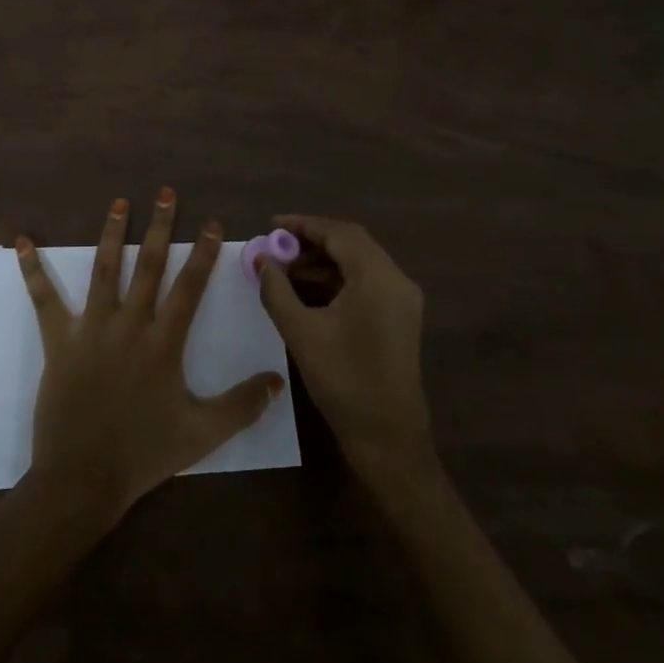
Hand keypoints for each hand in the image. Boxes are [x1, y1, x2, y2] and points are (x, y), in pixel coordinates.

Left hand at [17, 190, 285, 525]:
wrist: (83, 478)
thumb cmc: (144, 454)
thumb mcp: (202, 433)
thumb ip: (242, 405)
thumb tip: (278, 380)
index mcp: (163, 343)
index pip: (190, 288)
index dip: (204, 254)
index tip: (212, 223)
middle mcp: (129, 325)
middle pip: (149, 266)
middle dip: (161, 227)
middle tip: (166, 193)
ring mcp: (91, 329)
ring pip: (104, 270)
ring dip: (112, 233)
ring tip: (119, 202)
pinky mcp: (59, 341)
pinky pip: (44, 300)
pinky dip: (33, 270)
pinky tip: (22, 242)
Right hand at [255, 215, 432, 481]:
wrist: (388, 437)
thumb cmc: (343, 381)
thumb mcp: (301, 332)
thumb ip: (277, 289)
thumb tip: (261, 259)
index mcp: (377, 278)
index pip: (339, 233)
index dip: (303, 225)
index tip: (271, 226)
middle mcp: (396, 280)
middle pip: (351, 243)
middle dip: (311, 242)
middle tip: (276, 250)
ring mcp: (402, 299)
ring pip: (359, 262)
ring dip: (323, 262)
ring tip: (285, 273)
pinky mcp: (400, 317)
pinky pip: (366, 282)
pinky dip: (337, 279)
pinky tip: (308, 293)